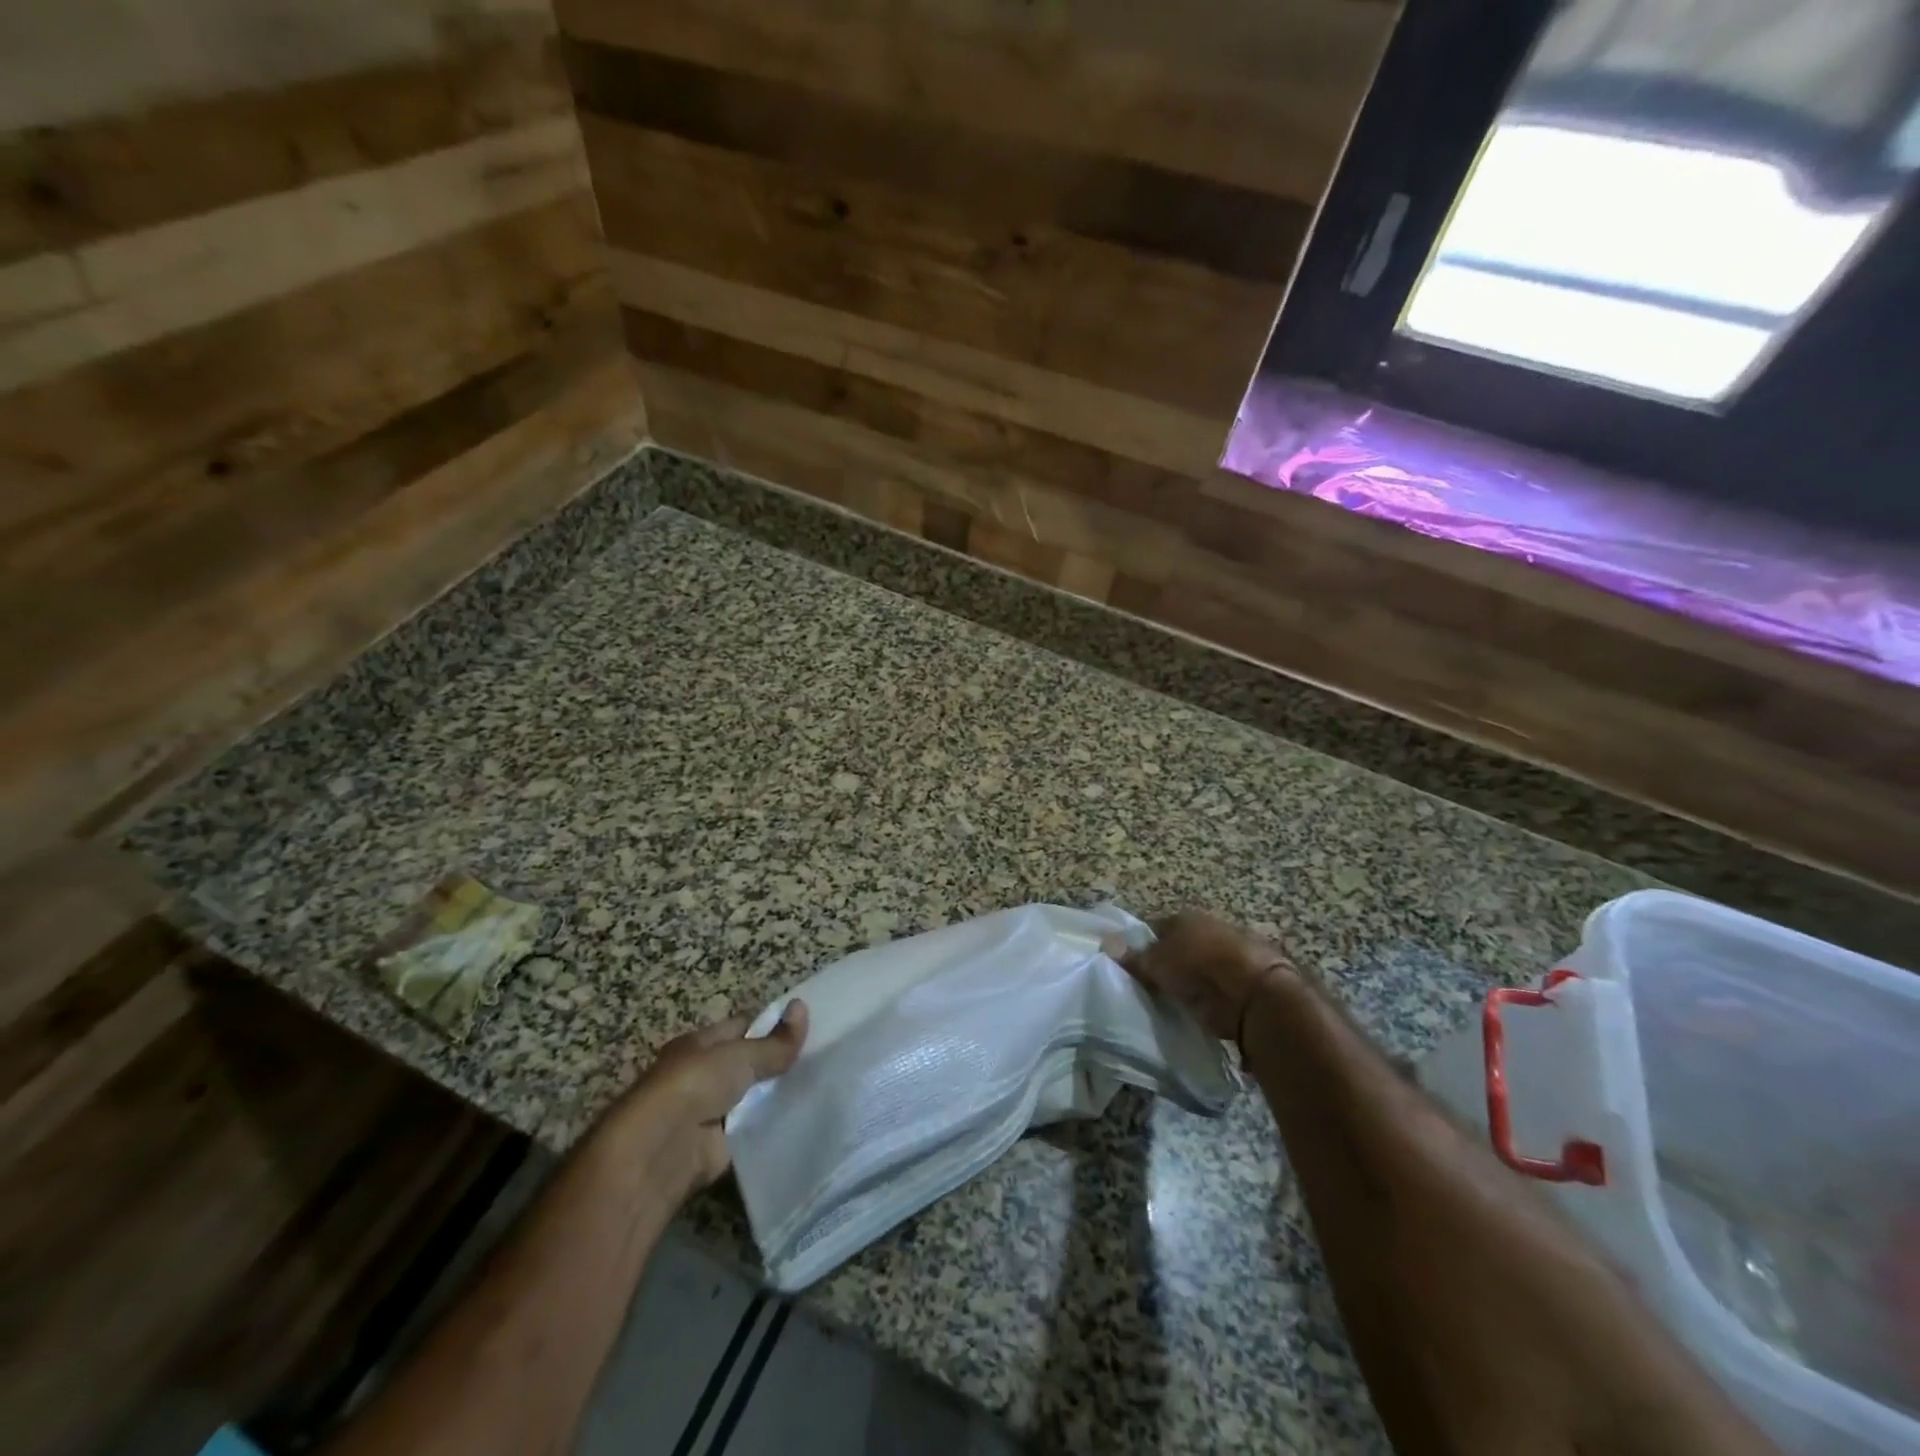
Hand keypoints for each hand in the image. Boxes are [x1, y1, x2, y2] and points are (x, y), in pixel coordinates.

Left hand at [611, 1001, 808, 1201]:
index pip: (741, 1027)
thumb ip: (774, 1041)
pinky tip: (805, 1119)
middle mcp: (702, 1075)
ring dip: (777, 1095)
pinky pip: (753, 1130)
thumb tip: (804, 1007)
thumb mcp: (739, 1055)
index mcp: (700, 1045)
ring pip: (754, 1097)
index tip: (808, 1026)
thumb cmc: (694, 1085)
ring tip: (822, 1086)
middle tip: (822, 1057)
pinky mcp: (719, 1147)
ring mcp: (710, 1112)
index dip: (771, 1025)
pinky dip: (773, 1127)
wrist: (661, 1150)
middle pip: (748, 1064)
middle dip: (778, 1062)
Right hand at [1121, 911, 1296, 1043]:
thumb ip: (1133, 957)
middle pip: (1176, 947)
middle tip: (1144, 987)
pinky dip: (1203, 997)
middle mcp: (1206, 930)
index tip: (1128, 967)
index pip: (1154, 929)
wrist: (1254, 993)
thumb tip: (1105, 943)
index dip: (1140, 946)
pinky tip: (1189, 1011)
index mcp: (1184, 917)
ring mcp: (1226, 955)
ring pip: (1194, 967)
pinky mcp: (1240, 981)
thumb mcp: (1157, 962)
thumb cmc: (1198, 966)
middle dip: (1163, 964)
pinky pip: (1211, 988)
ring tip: (1165, 1002)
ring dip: (1184, 981)